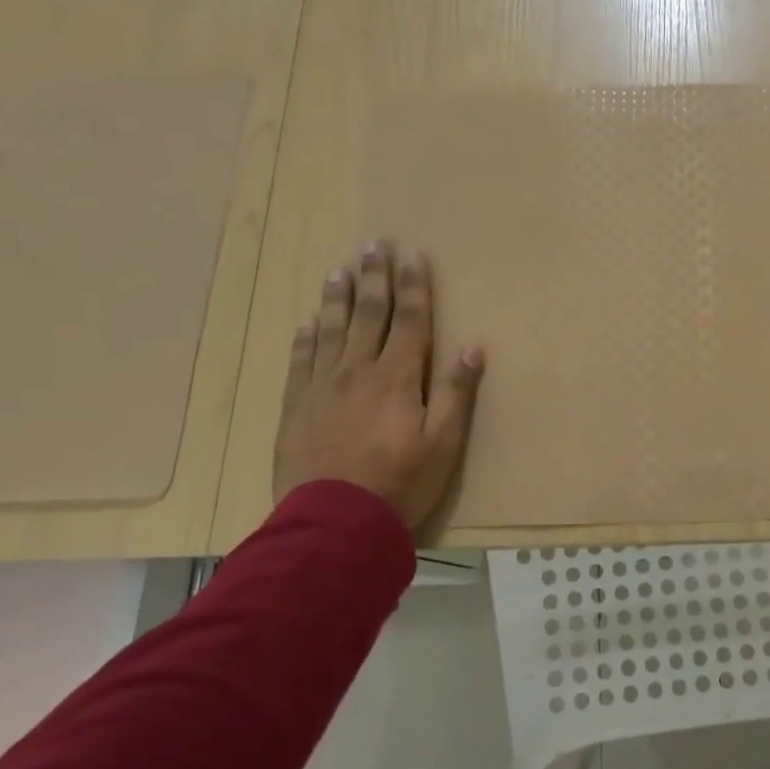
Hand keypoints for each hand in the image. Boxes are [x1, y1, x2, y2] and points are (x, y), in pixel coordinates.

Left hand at [273, 242, 483, 529]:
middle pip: (368, 316)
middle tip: (373, 245)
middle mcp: (358, 372)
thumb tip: (473, 347)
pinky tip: (306, 323)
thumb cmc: (401, 483)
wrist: (335, 523)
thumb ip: (457, 394)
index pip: (408, 321)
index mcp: (398, 378)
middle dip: (374, 278)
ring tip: (338, 271)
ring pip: (330, 331)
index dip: (414, 287)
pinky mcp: (296, 409)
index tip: (415, 257)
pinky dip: (304, 339)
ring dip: (337, 299)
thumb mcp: (444, 444)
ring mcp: (322, 388)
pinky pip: (300, 363)